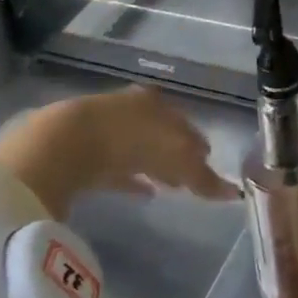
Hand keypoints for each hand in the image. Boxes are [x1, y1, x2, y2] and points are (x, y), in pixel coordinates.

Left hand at [0, 86, 232, 217]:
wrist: (63, 143)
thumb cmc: (130, 140)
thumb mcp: (175, 157)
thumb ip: (202, 177)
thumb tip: (234, 192)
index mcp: (156, 103)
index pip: (184, 122)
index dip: (198, 144)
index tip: (208, 162)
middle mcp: (132, 109)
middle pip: (161, 134)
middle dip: (177, 153)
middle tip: (190, 176)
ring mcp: (104, 130)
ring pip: (138, 150)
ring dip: (154, 166)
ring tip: (169, 187)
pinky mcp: (80, 155)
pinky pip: (114, 170)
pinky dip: (130, 180)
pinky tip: (142, 194)